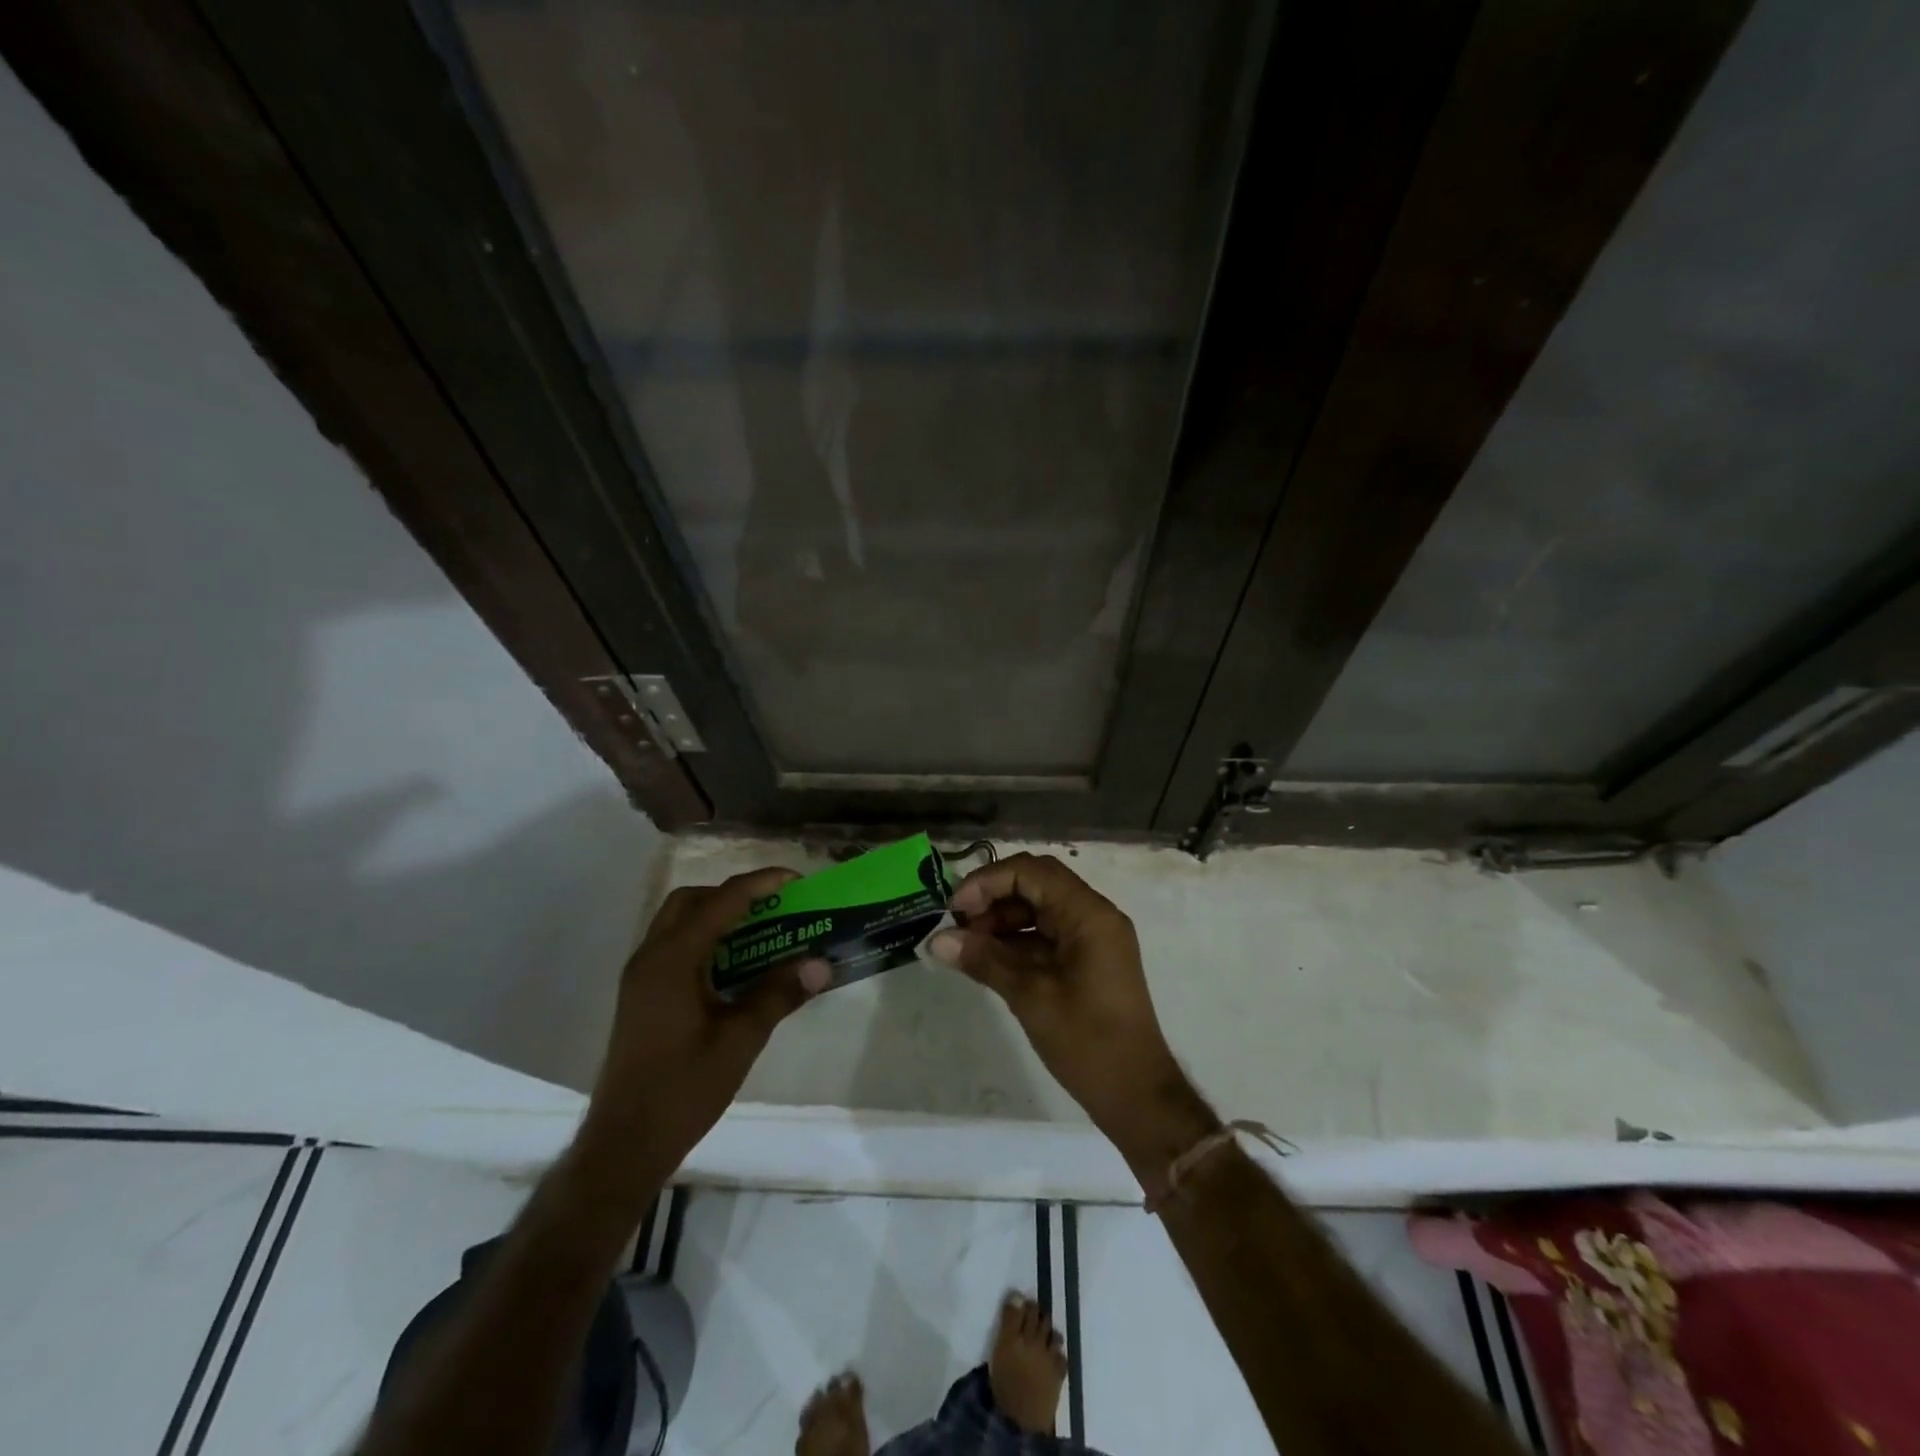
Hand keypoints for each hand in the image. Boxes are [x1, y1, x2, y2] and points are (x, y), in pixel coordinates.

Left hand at [580, 868, 829, 1193]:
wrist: (624, 1145)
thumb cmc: (682, 1090)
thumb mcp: (739, 1041)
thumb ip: (778, 995)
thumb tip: (821, 964)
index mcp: (671, 961)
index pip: (719, 902)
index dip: (759, 884)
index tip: (795, 880)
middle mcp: (650, 958)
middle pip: (691, 901)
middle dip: (733, 894)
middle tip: (773, 906)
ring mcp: (641, 977)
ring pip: (678, 922)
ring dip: (717, 915)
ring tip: (760, 930)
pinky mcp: (642, 996)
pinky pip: (674, 946)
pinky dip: (705, 939)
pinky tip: (734, 966)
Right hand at [927, 853, 1218, 1173]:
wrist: (1136, 1094)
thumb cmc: (1088, 1042)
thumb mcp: (1030, 997)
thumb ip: (985, 960)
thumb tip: (937, 940)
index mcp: (1089, 914)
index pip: (1032, 872)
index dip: (988, 882)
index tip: (955, 909)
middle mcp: (1094, 915)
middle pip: (1036, 883)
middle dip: (993, 898)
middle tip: (958, 926)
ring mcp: (1092, 937)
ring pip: (1039, 907)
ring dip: (1002, 919)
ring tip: (967, 945)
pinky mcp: (1087, 958)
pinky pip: (1047, 933)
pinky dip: (1016, 940)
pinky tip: (987, 959)